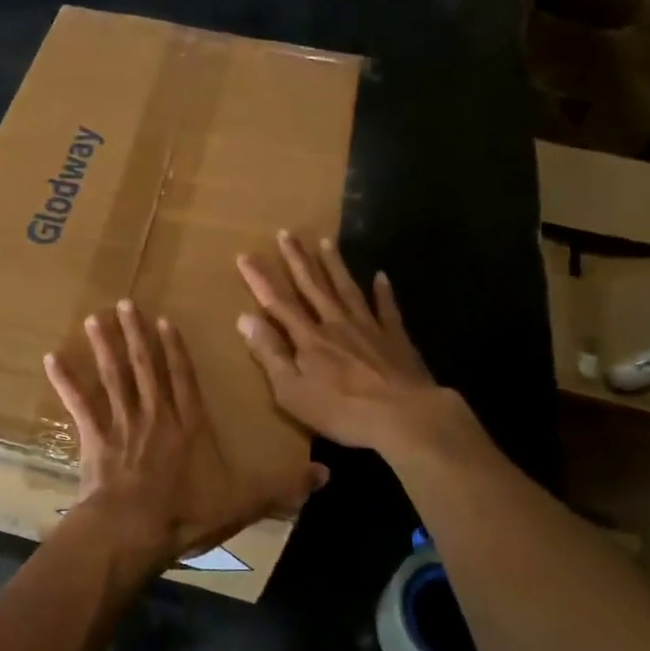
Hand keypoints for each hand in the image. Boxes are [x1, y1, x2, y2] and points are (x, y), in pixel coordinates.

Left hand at [44, 300, 324, 573]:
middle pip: (145, 367)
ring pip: (114, 376)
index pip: (184, 379)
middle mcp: (156, 415)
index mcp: (189, 425)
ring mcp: (123, 424)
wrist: (135, 530)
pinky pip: (79, 405)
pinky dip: (66, 382)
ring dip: (105, 346)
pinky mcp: (95, 439)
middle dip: (136, 334)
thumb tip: (327, 477)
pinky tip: (52, 360)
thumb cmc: (187, 513)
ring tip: (94, 318)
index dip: (175, 350)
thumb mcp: (243, 501)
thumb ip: (281, 487)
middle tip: (124, 304)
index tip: (165, 321)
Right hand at [237, 231, 480, 459]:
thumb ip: (269, 354)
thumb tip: (244, 318)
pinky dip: (383, 291)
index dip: (260, 279)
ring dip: (334, 265)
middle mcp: (336, 324)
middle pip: (313, 286)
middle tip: (286, 233)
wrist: (405, 417)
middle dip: (297, 260)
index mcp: (309, 339)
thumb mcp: (292, 391)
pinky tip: (381, 276)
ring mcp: (369, 327)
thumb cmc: (342, 410)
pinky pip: (387, 308)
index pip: (278, 303)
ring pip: (347, 289)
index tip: (245, 255)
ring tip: (325, 242)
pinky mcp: (396, 338)